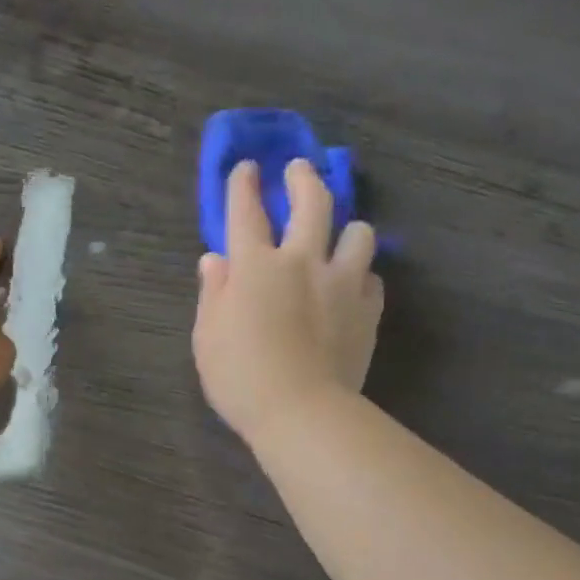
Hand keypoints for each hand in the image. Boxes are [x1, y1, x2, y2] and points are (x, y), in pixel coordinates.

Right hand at [193, 160, 383, 444]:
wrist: (302, 412)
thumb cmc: (241, 377)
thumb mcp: (208, 336)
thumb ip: (213, 293)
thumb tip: (215, 260)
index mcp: (255, 266)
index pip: (247, 210)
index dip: (245, 184)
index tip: (247, 167)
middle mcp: (302, 261)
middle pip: (312, 202)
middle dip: (304, 178)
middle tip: (301, 169)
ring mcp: (342, 284)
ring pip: (359, 233)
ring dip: (348, 228)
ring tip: (341, 235)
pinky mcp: (368, 310)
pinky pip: (372, 279)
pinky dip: (360, 276)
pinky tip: (352, 287)